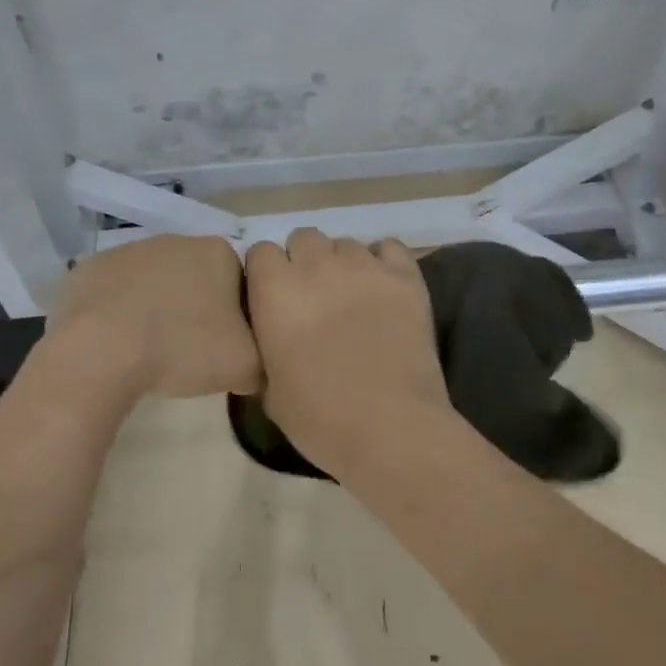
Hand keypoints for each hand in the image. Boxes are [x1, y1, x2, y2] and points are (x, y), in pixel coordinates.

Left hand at [47, 235, 259, 399]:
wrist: (103, 350)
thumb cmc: (184, 349)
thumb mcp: (245, 366)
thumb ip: (262, 359)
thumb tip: (254, 365)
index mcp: (220, 253)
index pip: (240, 282)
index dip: (236, 315)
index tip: (226, 345)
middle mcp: (177, 240)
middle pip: (197, 277)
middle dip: (196, 306)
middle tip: (190, 349)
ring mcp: (130, 249)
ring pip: (154, 282)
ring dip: (156, 307)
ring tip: (149, 349)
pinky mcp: (91, 267)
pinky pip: (114, 291)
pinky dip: (117, 312)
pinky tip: (115, 342)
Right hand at [245, 230, 449, 477]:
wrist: (390, 427)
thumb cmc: (319, 417)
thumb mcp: (270, 388)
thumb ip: (266, 347)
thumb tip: (274, 338)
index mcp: (275, 290)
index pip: (261, 253)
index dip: (267, 275)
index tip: (274, 300)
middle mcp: (316, 265)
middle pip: (303, 238)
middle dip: (304, 262)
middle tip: (314, 298)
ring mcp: (364, 266)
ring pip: (345, 243)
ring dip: (342, 264)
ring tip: (352, 297)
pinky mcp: (404, 276)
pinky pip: (389, 247)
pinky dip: (383, 262)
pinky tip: (384, 288)